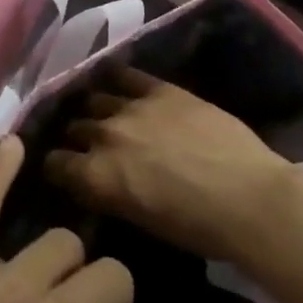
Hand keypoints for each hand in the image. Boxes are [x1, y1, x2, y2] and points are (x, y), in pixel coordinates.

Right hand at [46, 68, 295, 264]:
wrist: (247, 198)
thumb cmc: (196, 228)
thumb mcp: (140, 219)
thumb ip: (110, 193)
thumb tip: (97, 182)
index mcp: (96, 177)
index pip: (55, 164)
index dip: (57, 166)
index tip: (63, 169)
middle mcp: (104, 136)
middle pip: (75, 128)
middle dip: (77, 137)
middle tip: (88, 143)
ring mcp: (132, 107)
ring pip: (97, 100)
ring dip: (97, 109)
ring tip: (105, 113)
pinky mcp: (161, 89)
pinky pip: (128, 75)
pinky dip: (118, 78)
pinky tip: (117, 80)